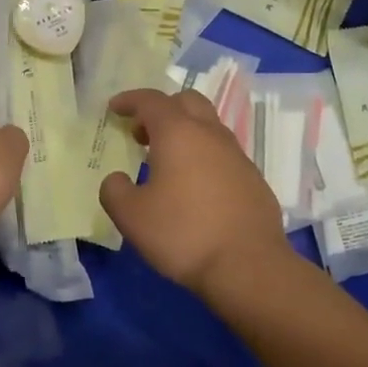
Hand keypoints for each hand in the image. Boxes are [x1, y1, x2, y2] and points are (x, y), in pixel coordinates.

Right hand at [99, 89, 294, 296]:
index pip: (151, 100)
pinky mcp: (253, 179)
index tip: (114, 108)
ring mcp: (237, 156)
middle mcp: (210, 135)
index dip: (129, 100)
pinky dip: (203, 157)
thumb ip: (114, 191)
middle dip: (162, 110)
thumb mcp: (131, 217)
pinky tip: (194, 188)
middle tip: (142, 134)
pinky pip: (223, 154)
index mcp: (178, 133)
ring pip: (209, 127)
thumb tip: (116, 179)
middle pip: (187, 102)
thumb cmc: (183, 234)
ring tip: (166, 162)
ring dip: (185, 133)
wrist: (249, 266)